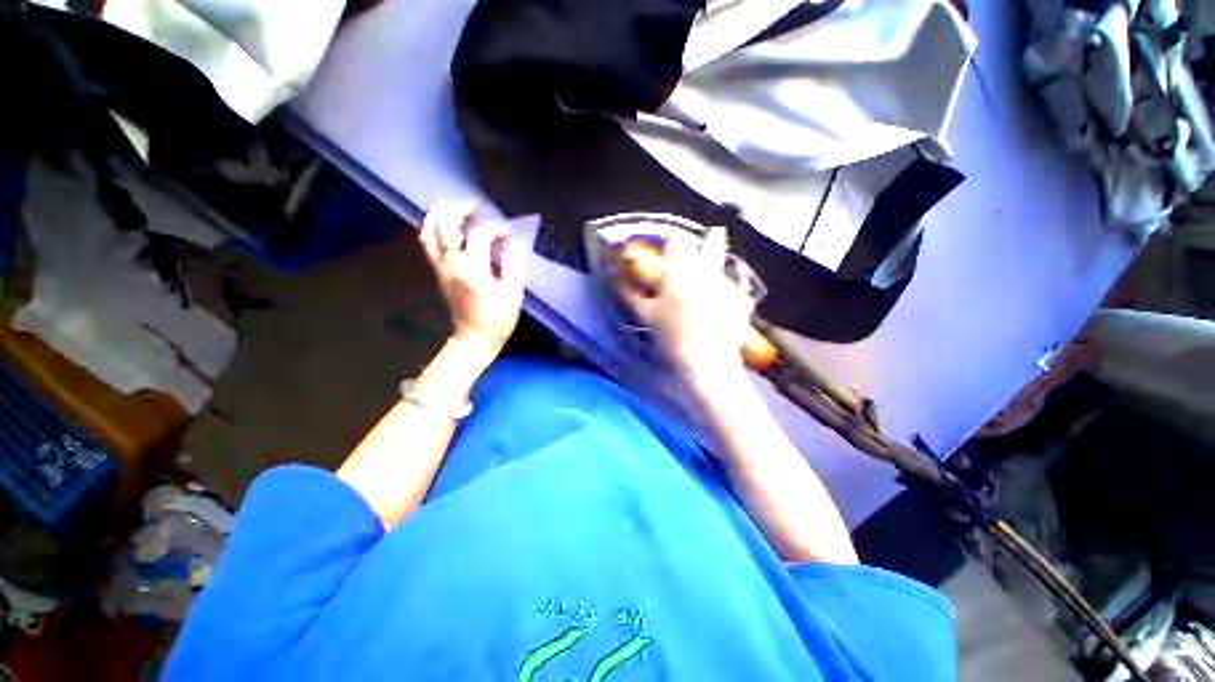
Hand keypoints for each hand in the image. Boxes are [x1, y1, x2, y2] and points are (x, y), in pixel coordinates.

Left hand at [419, 202, 526, 359]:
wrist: (474, 339)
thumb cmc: (497, 320)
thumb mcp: (513, 296)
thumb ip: (513, 268)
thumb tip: (512, 247)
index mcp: (471, 271)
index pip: (478, 237)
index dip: (494, 229)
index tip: (507, 233)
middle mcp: (451, 265)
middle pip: (441, 226)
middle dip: (456, 210)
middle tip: (473, 206)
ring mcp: (441, 268)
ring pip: (428, 233)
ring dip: (440, 216)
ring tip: (456, 210)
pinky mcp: (439, 273)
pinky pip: (429, 244)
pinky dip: (436, 229)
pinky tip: (450, 227)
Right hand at [615, 227, 754, 377]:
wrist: (705, 360)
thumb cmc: (671, 335)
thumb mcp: (646, 316)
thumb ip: (631, 295)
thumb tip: (619, 281)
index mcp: (681, 271)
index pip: (676, 242)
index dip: (671, 243)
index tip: (668, 251)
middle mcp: (707, 271)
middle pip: (713, 242)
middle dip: (711, 237)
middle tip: (711, 235)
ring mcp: (728, 285)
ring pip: (725, 264)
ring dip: (719, 266)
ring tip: (712, 279)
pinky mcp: (742, 301)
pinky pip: (738, 287)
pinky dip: (732, 289)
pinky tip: (726, 300)